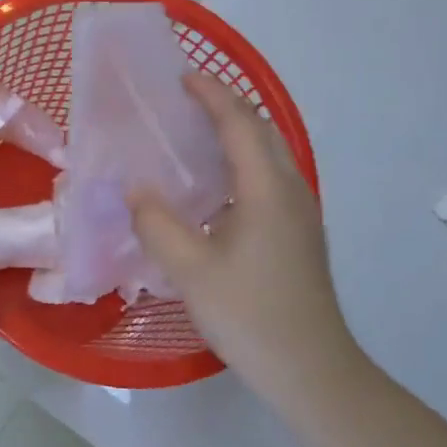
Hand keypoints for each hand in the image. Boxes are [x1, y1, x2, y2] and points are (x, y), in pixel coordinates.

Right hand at [129, 74, 361, 409]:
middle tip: (186, 103)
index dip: (212, 94)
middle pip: (261, 129)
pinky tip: (217, 186)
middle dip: (226, 106)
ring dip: (238, 133)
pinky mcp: (300, 231)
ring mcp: (301, 210)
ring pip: (270, 152)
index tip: (183, 77)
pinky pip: (272, 175)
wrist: (311, 368)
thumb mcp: (190, 270)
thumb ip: (157, 223)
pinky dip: (244, 160)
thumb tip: (135, 189)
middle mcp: (290, 188)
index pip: (239, 122)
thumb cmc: (250, 314)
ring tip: (197, 135)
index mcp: (266, 187)